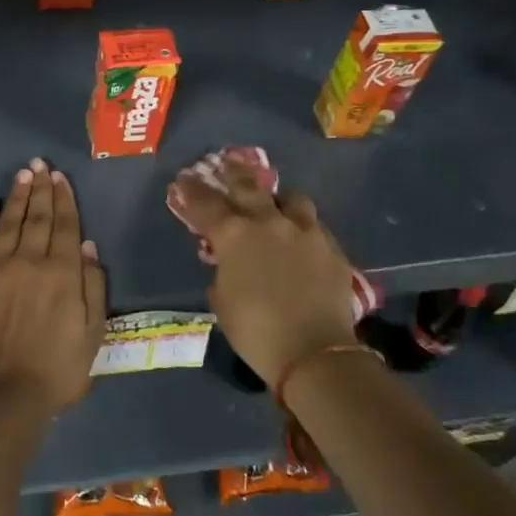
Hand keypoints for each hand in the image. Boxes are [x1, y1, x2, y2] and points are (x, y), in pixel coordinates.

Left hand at [0, 158, 106, 413]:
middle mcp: (28, 261)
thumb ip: (92, 286)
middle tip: (41, 164)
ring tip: (23, 174)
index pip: (65, 225)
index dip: (64, 199)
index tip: (61, 178)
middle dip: (41, 189)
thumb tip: (86, 245)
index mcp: (62, 273)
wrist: (2, 395)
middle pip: (37, 218)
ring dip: (16, 197)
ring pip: (8, 223)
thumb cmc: (57, 370)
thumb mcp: (93, 333)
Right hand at [172, 160, 357, 392]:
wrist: (314, 352)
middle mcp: (269, 222)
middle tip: (226, 163)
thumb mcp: (223, 302)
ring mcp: (305, 231)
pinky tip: (301, 238)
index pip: (206, 204)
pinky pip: (315, 226)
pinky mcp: (332, 247)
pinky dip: (303, 227)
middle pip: (248, 186)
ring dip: (278, 199)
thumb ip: (222, 274)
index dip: (191, 191)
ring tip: (275, 204)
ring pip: (291, 198)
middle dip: (233, 173)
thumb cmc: (255, 331)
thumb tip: (227, 265)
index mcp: (235, 235)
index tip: (183, 180)